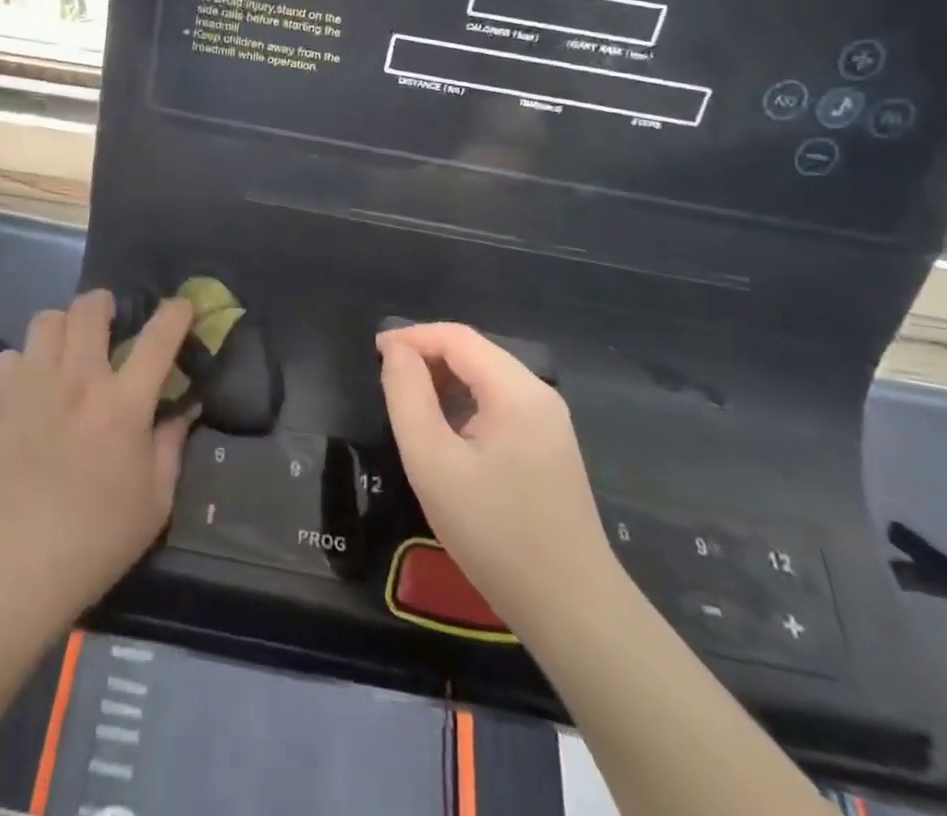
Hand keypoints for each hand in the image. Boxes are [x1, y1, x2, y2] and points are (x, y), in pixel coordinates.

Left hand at [0, 289, 194, 625]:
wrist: (12, 569)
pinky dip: (24, 362)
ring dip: (63, 327)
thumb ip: (172, 444)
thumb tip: (185, 407)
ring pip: (46, 320)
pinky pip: (9, 355)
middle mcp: (77, 381)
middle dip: (105, 304)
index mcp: (123, 404)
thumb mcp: (155, 500)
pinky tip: (31, 387)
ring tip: (67, 351)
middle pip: (89, 308)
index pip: (158, 337)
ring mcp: (31, 386)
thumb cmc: (96, 540)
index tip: (180, 307)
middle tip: (111, 323)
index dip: (175, 313)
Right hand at [378, 322, 610, 634]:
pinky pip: (501, 403)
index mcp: (516, 390)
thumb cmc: (494, 534)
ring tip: (409, 402)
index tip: (374, 352)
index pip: (457, 337)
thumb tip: (395, 351)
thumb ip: (408, 397)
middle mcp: (539, 394)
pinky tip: (447, 430)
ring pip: (487, 377)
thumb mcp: (433, 463)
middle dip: (428, 355)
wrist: (571, 610)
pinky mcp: (550, 447)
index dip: (412, 336)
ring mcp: (549, 421)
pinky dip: (466, 402)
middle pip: (475, 352)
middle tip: (386, 378)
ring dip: (446, 378)